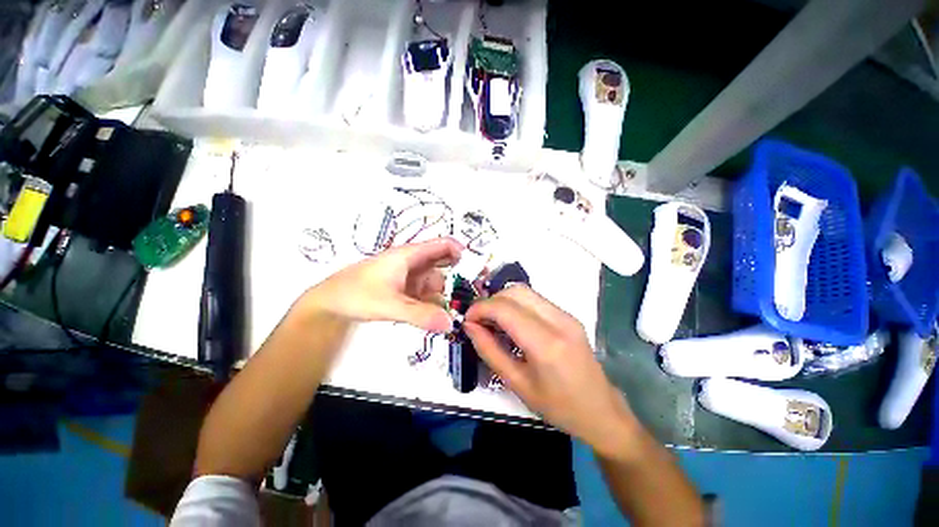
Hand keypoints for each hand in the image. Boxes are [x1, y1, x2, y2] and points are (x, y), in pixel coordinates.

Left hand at [299, 238, 460, 332]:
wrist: (329, 304)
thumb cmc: (357, 294)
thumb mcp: (390, 305)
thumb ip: (420, 315)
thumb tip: (450, 324)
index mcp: (411, 255)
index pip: (444, 245)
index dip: (463, 252)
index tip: (478, 270)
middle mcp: (414, 263)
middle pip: (444, 264)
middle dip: (459, 276)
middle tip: (475, 294)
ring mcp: (410, 278)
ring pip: (436, 283)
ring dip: (447, 295)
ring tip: (460, 311)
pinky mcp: (405, 291)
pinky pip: (427, 295)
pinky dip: (435, 304)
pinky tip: (440, 317)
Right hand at [464, 285, 639, 455]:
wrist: (601, 411)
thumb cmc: (558, 406)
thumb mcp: (517, 384)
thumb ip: (489, 351)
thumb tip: (470, 326)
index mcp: (546, 344)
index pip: (505, 309)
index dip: (480, 308)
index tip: (467, 320)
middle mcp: (559, 320)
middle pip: (516, 291)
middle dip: (491, 301)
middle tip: (479, 321)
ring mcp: (567, 315)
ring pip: (525, 291)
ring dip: (503, 301)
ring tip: (492, 321)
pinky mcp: (568, 315)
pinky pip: (535, 299)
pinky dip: (516, 304)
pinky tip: (511, 323)